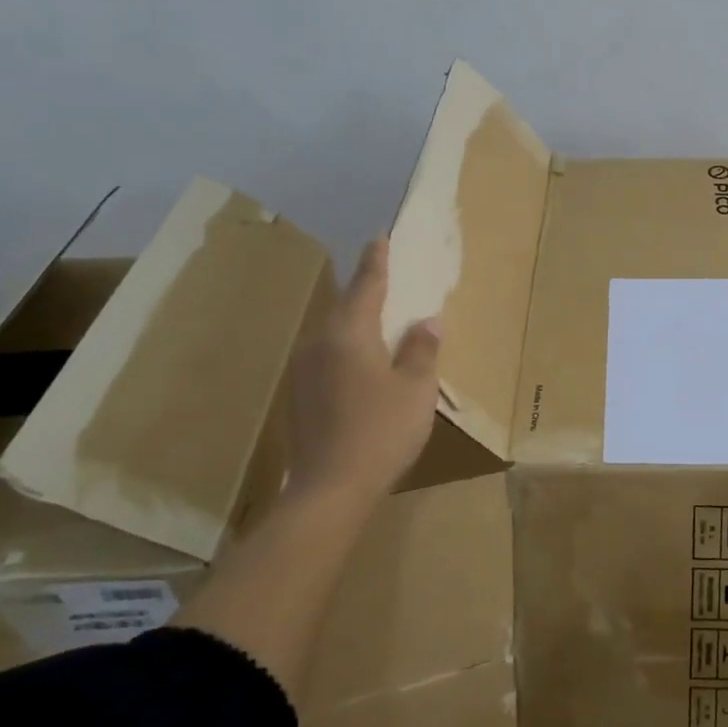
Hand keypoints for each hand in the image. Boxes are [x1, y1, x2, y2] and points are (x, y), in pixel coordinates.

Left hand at [287, 237, 440, 500]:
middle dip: (365, 291)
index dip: (376, 262)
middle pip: (345, 308)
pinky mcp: (301, 396)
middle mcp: (319, 344)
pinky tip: (364, 362)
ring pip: (335, 334)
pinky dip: (349, 349)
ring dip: (357, 322)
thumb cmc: (381, 431)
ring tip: (379, 317)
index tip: (380, 237)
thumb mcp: (415, 389)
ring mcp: (305, 371)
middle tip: (384, 275)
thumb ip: (421, 350)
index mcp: (349, 334)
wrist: (330, 489)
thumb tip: (426, 322)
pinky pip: (329, 357)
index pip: (366, 286)